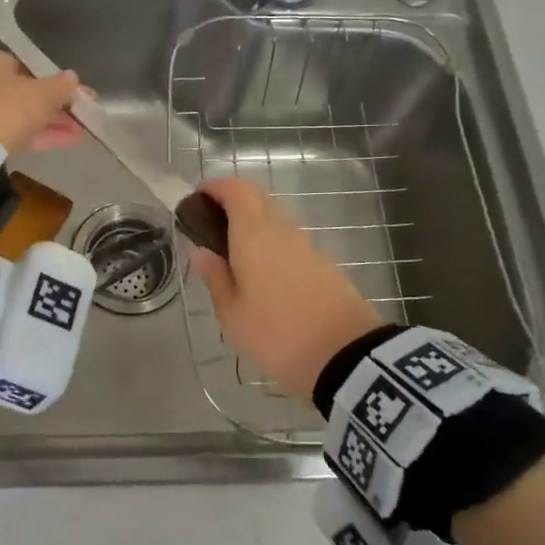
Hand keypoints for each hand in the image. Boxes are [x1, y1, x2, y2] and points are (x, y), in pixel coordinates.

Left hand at [0, 48, 83, 153]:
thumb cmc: (10, 106)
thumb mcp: (43, 94)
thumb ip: (61, 85)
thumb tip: (73, 78)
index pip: (29, 66)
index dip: (57, 81)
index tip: (77, 93)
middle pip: (27, 92)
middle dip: (57, 105)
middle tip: (83, 115)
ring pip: (23, 113)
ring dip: (53, 121)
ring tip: (82, 131)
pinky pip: (16, 131)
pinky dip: (40, 134)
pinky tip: (69, 141)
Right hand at [187, 177, 383, 402]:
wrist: (347, 357)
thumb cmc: (277, 335)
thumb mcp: (232, 315)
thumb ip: (215, 277)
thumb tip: (200, 250)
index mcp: (254, 234)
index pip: (235, 188)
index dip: (214, 188)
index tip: (196, 202)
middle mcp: (282, 229)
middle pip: (256, 199)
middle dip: (231, 205)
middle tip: (210, 232)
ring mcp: (307, 245)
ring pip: (275, 220)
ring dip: (252, 227)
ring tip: (234, 259)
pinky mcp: (324, 264)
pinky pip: (290, 241)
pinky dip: (271, 245)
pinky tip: (263, 277)